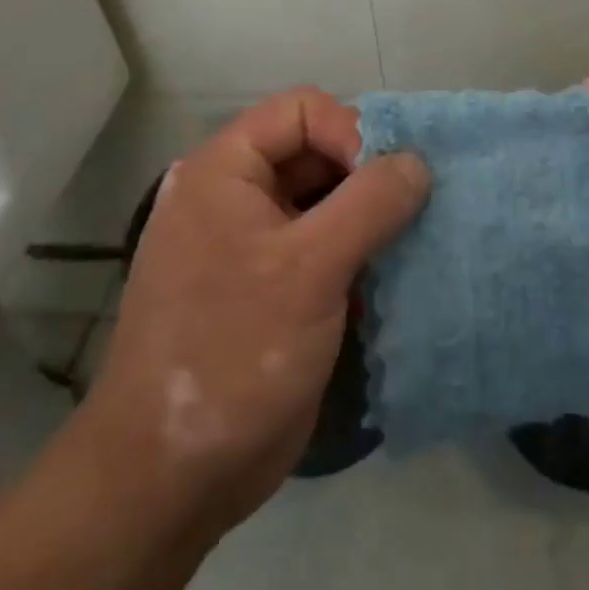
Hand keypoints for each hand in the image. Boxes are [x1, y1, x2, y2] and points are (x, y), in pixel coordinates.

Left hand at [69, 88, 428, 541]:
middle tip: (414, 209)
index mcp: (225, 171)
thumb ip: (370, 203)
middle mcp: (235, 196)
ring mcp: (252, 245)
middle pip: (315, 152)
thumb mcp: (309, 269)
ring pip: (324, 201)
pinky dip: (360, 253)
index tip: (389, 181)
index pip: (302, 110)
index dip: (350, 131)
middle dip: (367, 175)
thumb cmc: (234, 352)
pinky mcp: (271, 289)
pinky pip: (324, 247)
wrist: (171, 479)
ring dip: (370, 216)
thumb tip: (417, 162)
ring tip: (413, 241)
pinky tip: (393, 278)